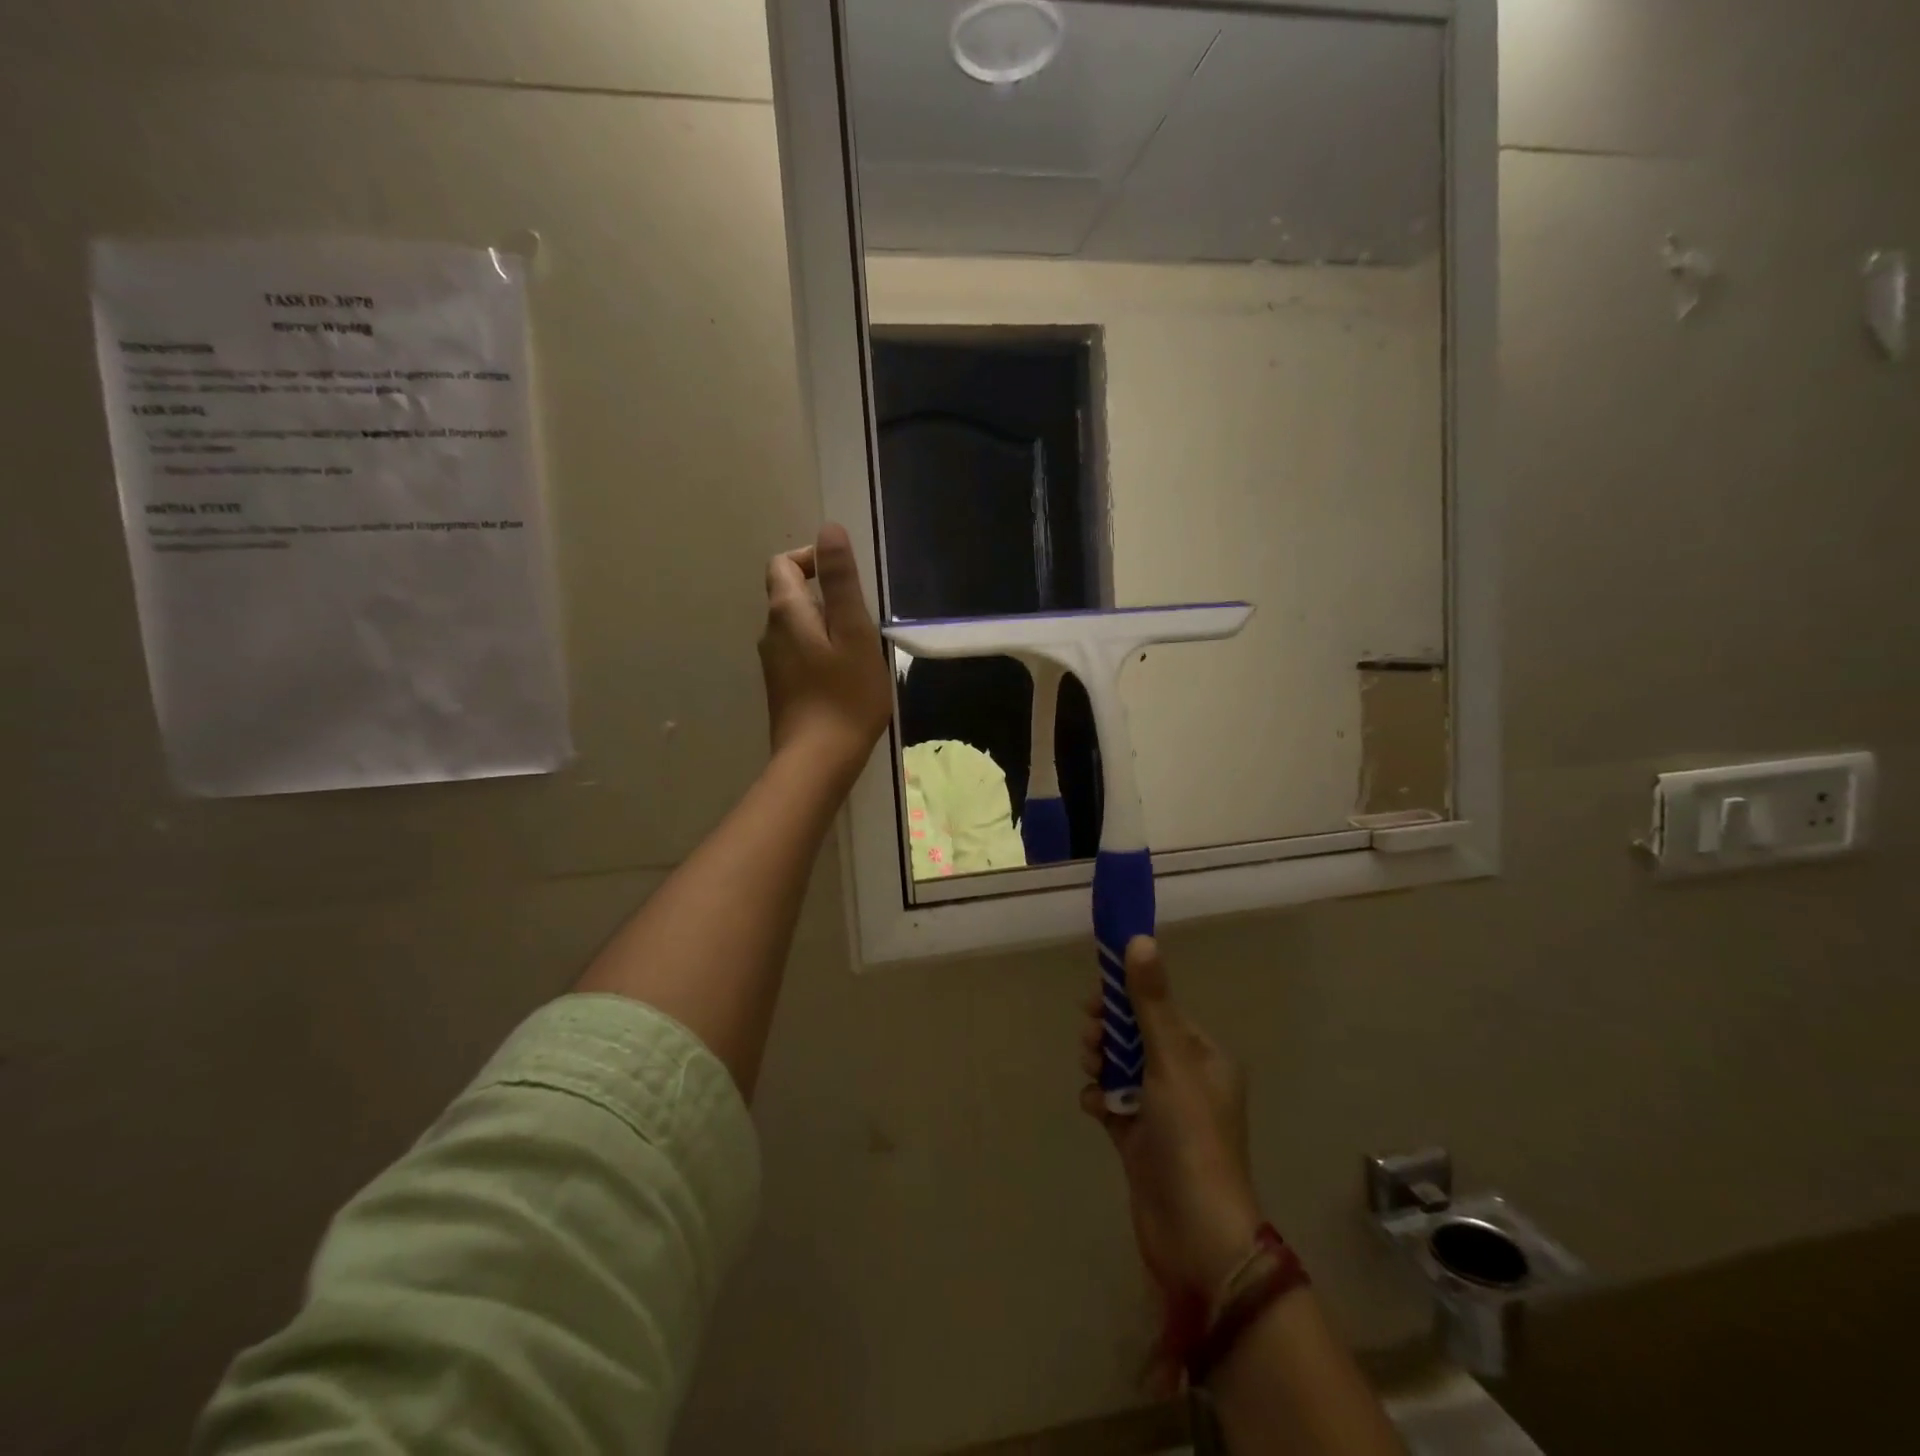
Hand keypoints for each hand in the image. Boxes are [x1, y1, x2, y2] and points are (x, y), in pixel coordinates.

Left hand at [759, 522, 892, 785]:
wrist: (818, 760)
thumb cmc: (845, 694)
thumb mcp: (853, 632)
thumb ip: (840, 581)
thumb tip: (828, 530)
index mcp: (785, 612)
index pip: (783, 564)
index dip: (811, 559)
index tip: (845, 579)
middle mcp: (770, 633)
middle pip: (789, 594)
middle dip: (825, 595)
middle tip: (862, 619)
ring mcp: (773, 664)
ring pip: (797, 627)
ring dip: (826, 626)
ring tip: (860, 650)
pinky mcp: (782, 688)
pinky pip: (800, 653)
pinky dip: (821, 651)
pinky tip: (846, 676)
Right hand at [1080, 937, 1262, 1304]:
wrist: (1195, 1234)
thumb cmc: (1189, 1136)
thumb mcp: (1170, 1060)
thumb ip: (1150, 1000)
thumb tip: (1140, 938)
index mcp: (1203, 1057)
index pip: (1160, 1009)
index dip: (1127, 998)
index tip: (1096, 996)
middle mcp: (1185, 1079)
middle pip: (1136, 1036)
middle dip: (1109, 1031)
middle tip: (1092, 1038)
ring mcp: (1161, 1112)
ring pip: (1120, 1067)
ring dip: (1101, 1062)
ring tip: (1092, 1071)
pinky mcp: (1139, 1141)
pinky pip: (1112, 1102)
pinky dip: (1100, 1099)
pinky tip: (1094, 1107)